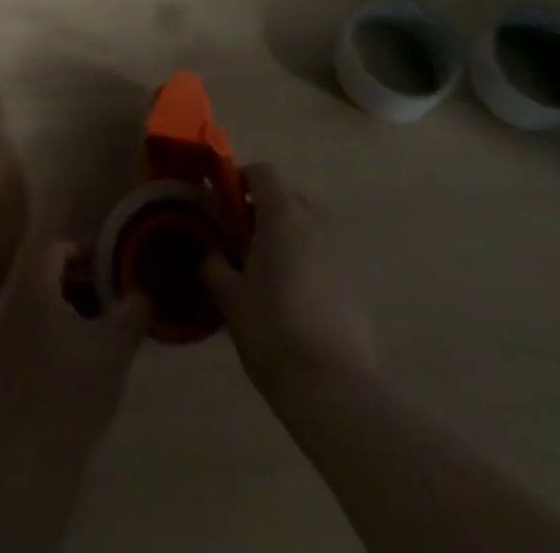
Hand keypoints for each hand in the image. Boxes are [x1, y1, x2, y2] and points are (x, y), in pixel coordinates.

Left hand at [0, 241, 148, 453]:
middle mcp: (10, 304)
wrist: (35, 454)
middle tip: (105, 291)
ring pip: (34, 303)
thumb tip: (141, 294)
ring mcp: (0, 336)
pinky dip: (48, 328)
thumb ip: (133, 309)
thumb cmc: (75, 387)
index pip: (54, 249)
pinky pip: (25, 328)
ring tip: (93, 322)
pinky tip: (72, 351)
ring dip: (62, 304)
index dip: (82, 249)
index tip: (106, 265)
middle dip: (75, 278)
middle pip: (42, 274)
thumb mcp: (116, 344)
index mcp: (34, 288)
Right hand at [203, 163, 376, 392]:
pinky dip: (304, 264)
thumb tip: (206, 249)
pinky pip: (322, 257)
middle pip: (287, 196)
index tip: (221, 205)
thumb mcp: (229, 297)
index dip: (239, 180)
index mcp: (283, 214)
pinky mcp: (354, 283)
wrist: (334, 387)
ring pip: (306, 228)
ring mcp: (339, 252)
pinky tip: (290, 302)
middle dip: (262, 210)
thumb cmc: (272, 330)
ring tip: (264, 275)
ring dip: (285, 238)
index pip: (262, 172)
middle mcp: (315, 222)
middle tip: (239, 242)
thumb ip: (212, 264)